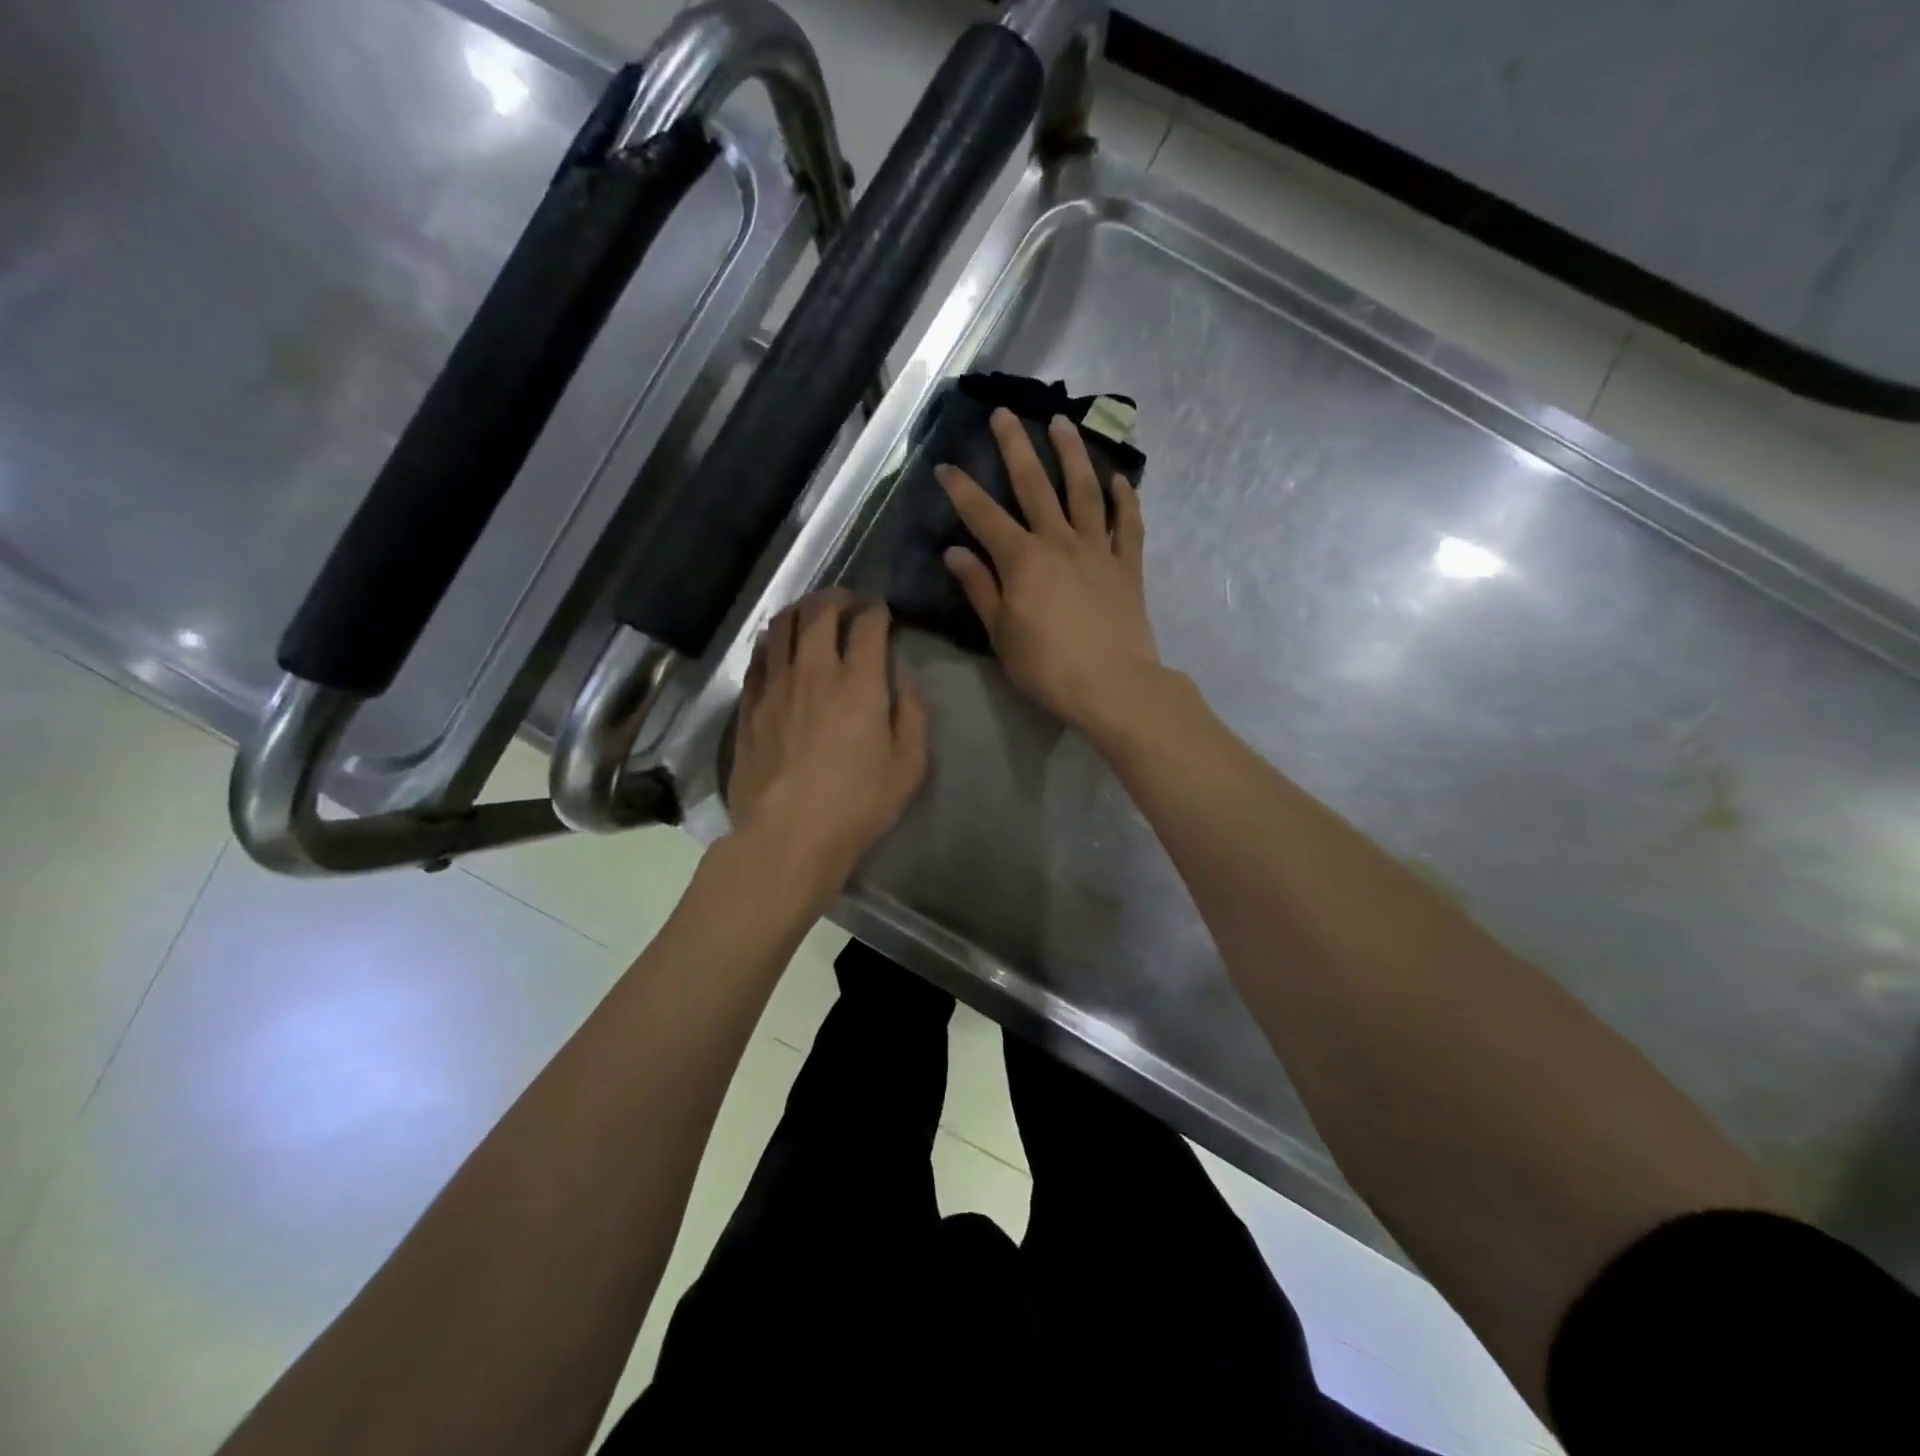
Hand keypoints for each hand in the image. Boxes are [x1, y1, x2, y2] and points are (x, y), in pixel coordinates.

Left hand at [728, 588, 928, 906]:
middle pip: (820, 611)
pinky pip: (759, 657)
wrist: (787, 835)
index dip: (878, 612)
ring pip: (782, 625)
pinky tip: (779, 649)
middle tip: (849, 603)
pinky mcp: (749, 705)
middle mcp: (815, 671)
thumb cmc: (857, 804)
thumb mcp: (909, 765)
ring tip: (812, 615)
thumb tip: (904, 680)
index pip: (868, 625)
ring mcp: (775, 685)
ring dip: (801, 610)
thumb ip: (912, 714)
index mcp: (860, 683)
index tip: (883, 614)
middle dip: (838, 597)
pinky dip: (773, 641)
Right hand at [938, 409, 1163, 735]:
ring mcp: (1097, 550)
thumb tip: (956, 552)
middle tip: (1005, 414)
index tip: (945, 466)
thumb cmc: (1048, 667)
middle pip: (1035, 485)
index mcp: (1022, 560)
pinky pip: (1128, 525)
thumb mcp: (1001, 634)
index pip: (984, 516)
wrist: (1113, 686)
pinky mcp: (1128, 566)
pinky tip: (1120, 479)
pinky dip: (1125, 499)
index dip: (962, 490)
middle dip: (1016, 447)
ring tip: (1062, 423)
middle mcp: (1059, 542)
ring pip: (1084, 491)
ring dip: (1072, 454)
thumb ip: (980, 589)